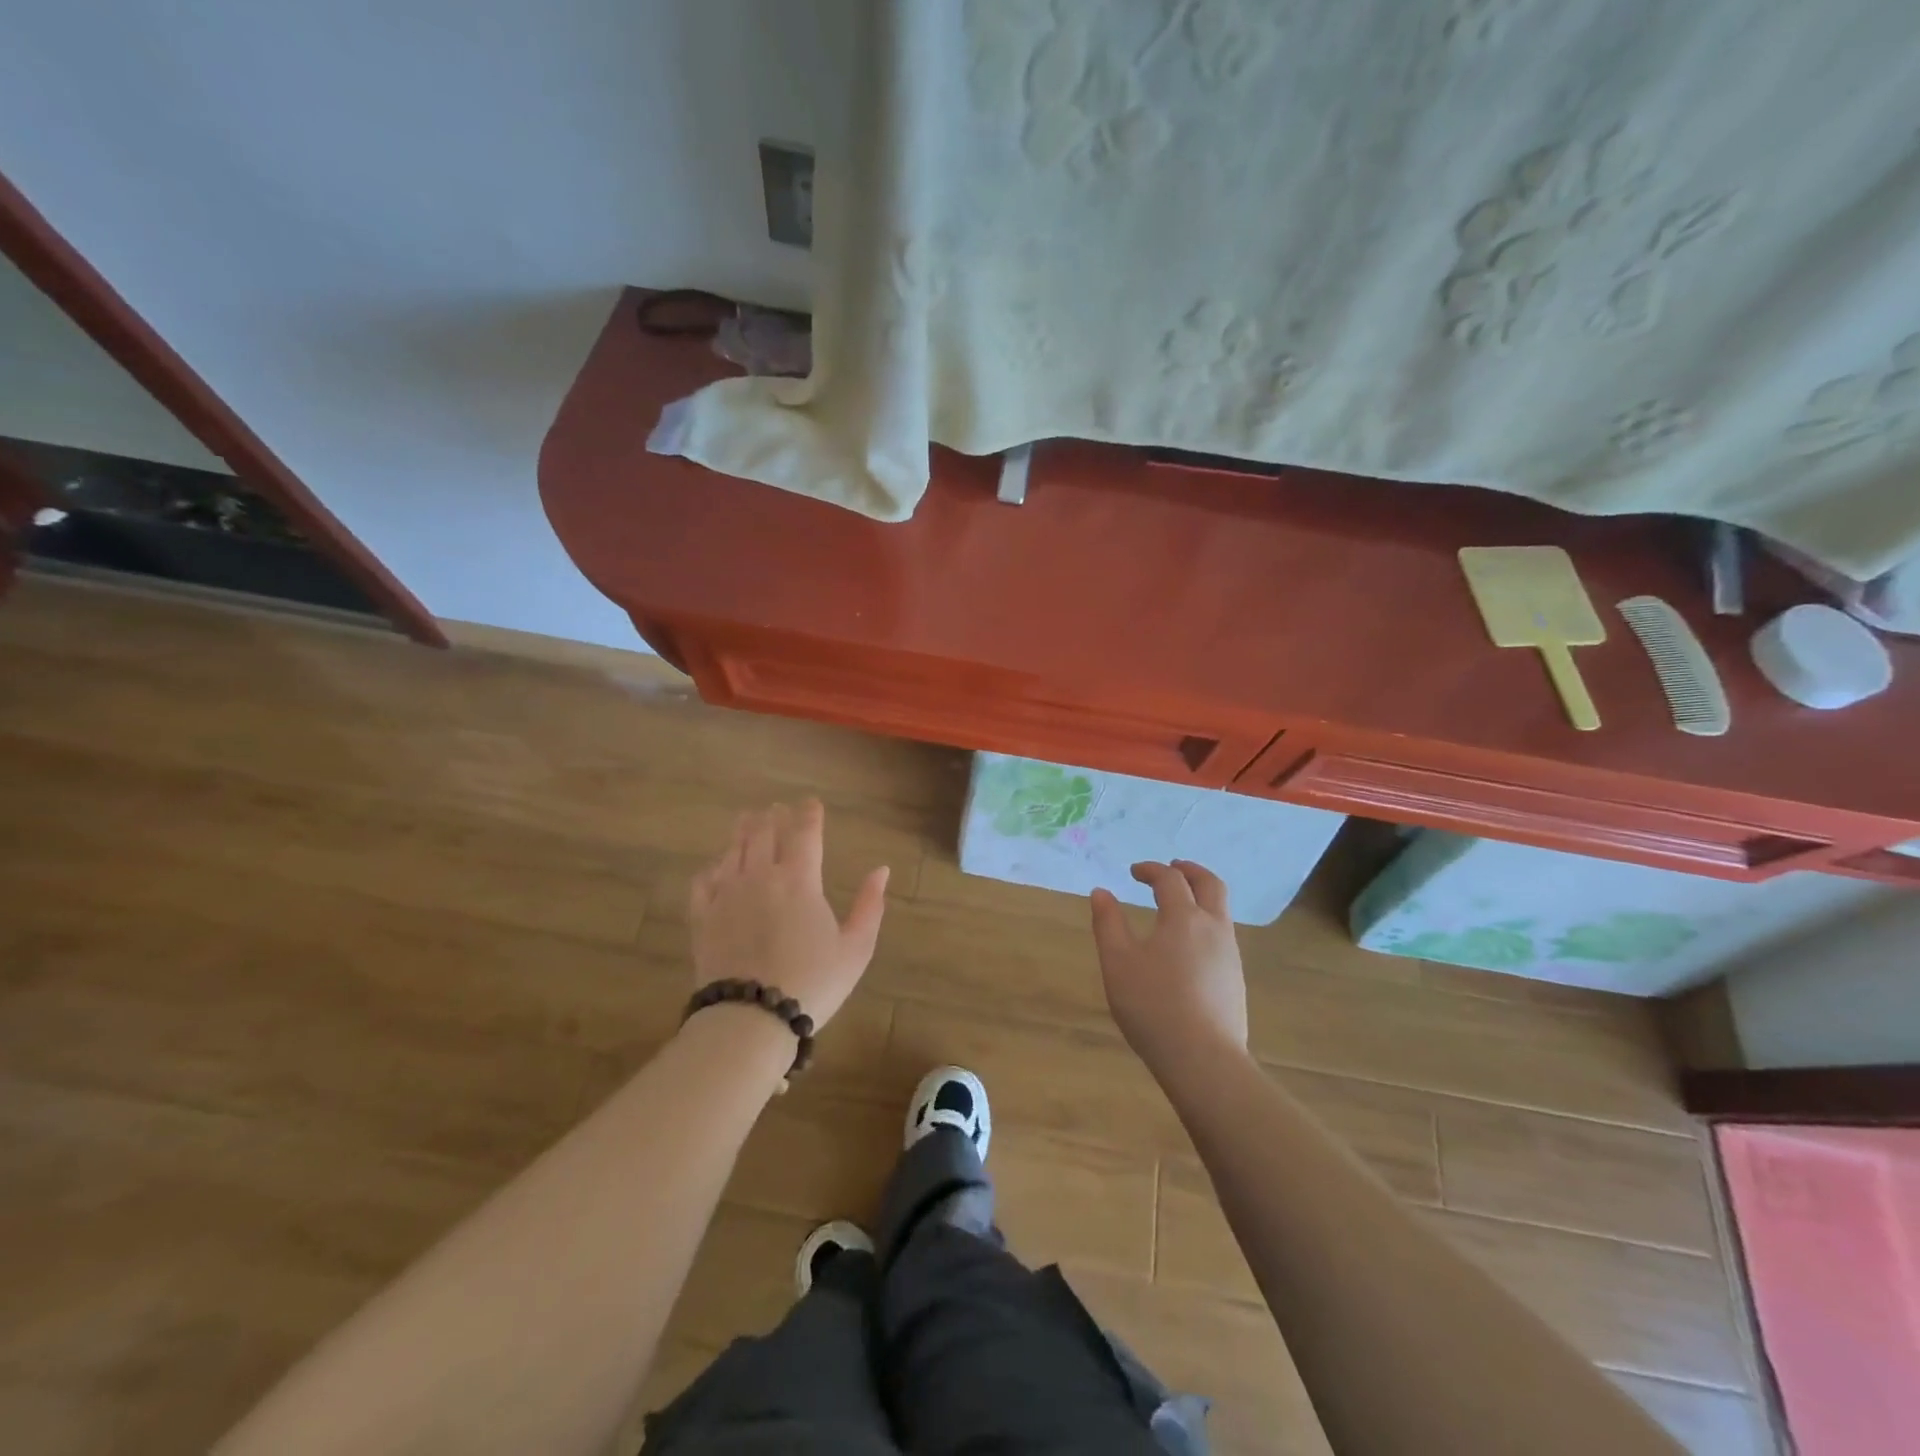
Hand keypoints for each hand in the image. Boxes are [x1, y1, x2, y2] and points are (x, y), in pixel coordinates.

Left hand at [689, 800, 888, 1029]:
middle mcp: (761, 876)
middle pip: (764, 833)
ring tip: (747, 820)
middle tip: (776, 808)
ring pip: (733, 849)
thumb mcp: (856, 948)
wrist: (751, 1017)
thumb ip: (870, 905)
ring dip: (743, 831)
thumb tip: (881, 870)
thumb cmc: (812, 983)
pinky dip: (712, 867)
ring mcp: (727, 894)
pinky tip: (717, 867)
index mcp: (800, 880)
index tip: (811, 802)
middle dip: (773, 816)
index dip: (809, 813)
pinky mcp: (703, 917)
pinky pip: (703, 880)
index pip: (805, 833)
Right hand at [1090, 860, 1248, 1068]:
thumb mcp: (1118, 962)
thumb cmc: (1153, 1005)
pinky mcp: (1235, 980)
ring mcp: (1230, 954)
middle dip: (1190, 870)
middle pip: (1210, 884)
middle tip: (1172, 867)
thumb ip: (1108, 923)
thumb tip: (1101, 892)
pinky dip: (1206, 923)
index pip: (1170, 879)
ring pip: (1221, 911)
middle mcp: (1213, 928)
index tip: (1133, 872)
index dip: (1151, 870)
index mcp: (1184, 917)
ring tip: (1179, 905)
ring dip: (1201, 896)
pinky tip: (1189, 945)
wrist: (1203, 1059)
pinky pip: (1223, 935)